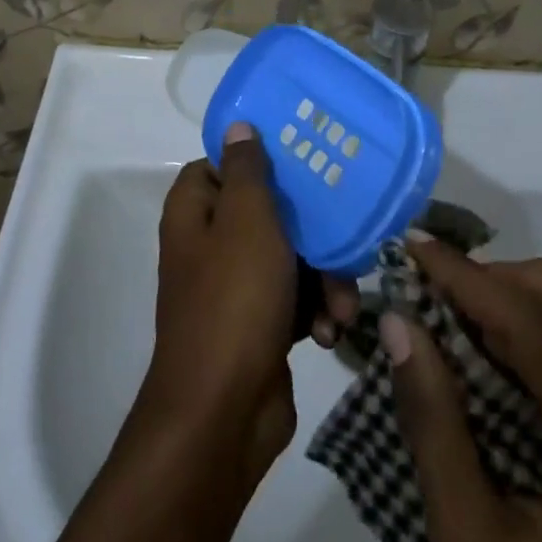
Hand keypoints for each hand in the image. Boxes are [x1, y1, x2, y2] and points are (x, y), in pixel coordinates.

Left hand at [144, 124, 358, 477]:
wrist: (223, 415)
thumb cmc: (234, 301)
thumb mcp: (248, 221)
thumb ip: (247, 170)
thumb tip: (237, 125)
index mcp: (196, 213)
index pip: (221, 166)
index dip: (258, 160)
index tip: (301, 160)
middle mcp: (210, 245)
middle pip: (267, 212)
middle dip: (312, 230)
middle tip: (345, 234)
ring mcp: (234, 288)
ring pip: (290, 257)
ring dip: (323, 277)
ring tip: (343, 303)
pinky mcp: (259, 325)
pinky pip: (294, 299)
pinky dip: (315, 310)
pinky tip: (330, 330)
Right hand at [383, 239, 541, 541]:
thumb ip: (435, 428)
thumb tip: (400, 323)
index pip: (536, 326)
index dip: (467, 276)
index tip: (410, 245)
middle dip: (486, 281)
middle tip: (423, 294)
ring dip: (509, 298)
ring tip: (450, 317)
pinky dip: (535, 325)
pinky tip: (496, 352)